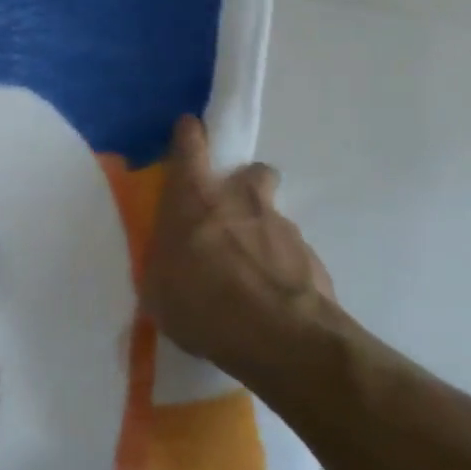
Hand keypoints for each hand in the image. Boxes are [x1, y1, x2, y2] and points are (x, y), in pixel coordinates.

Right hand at [143, 116, 342, 391]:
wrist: (282, 339)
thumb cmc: (203, 305)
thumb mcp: (158, 289)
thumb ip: (162, 264)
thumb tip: (167, 262)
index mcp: (194, 200)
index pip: (190, 146)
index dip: (189, 135)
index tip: (189, 130)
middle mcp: (241, 201)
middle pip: (251, 171)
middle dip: (244, 184)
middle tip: (230, 214)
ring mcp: (282, 227)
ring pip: (273, 215)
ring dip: (262, 232)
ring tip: (251, 271)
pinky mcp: (312, 258)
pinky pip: (292, 253)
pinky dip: (281, 267)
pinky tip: (271, 297)